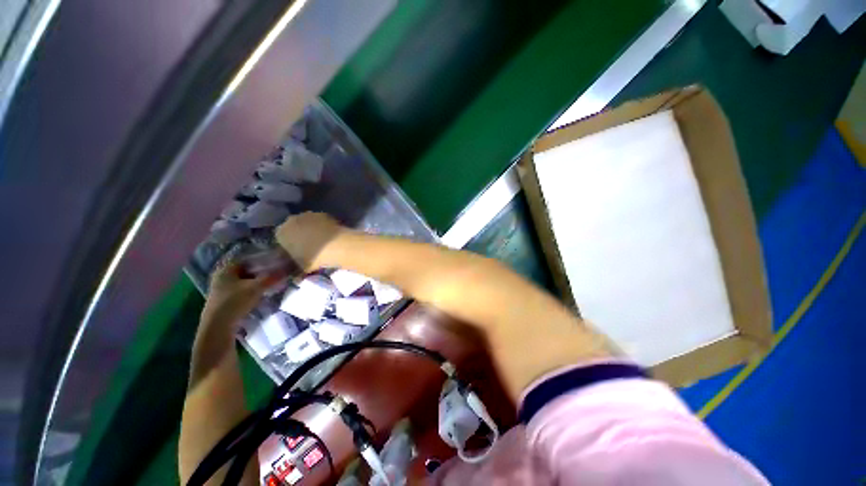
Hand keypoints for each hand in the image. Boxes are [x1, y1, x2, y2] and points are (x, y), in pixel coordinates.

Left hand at [203, 262, 276, 322]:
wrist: (218, 327)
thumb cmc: (235, 302)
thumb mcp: (257, 287)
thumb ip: (272, 278)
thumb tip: (287, 270)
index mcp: (225, 270)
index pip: (246, 260)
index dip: (261, 260)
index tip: (274, 263)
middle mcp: (221, 277)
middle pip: (245, 271)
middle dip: (260, 273)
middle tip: (275, 274)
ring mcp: (221, 290)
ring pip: (243, 282)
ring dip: (256, 283)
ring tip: (271, 285)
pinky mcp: (224, 301)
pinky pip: (241, 291)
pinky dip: (251, 291)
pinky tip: (261, 295)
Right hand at [275, 212, 345, 270]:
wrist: (336, 246)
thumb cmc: (314, 258)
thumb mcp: (301, 267)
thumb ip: (295, 269)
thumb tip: (295, 277)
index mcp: (281, 233)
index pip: (281, 239)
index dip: (289, 246)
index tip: (297, 253)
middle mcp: (291, 221)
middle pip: (293, 228)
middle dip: (299, 236)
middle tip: (310, 247)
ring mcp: (308, 215)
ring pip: (307, 223)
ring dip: (311, 230)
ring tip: (322, 242)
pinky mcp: (324, 214)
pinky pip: (320, 221)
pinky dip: (323, 227)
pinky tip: (330, 236)